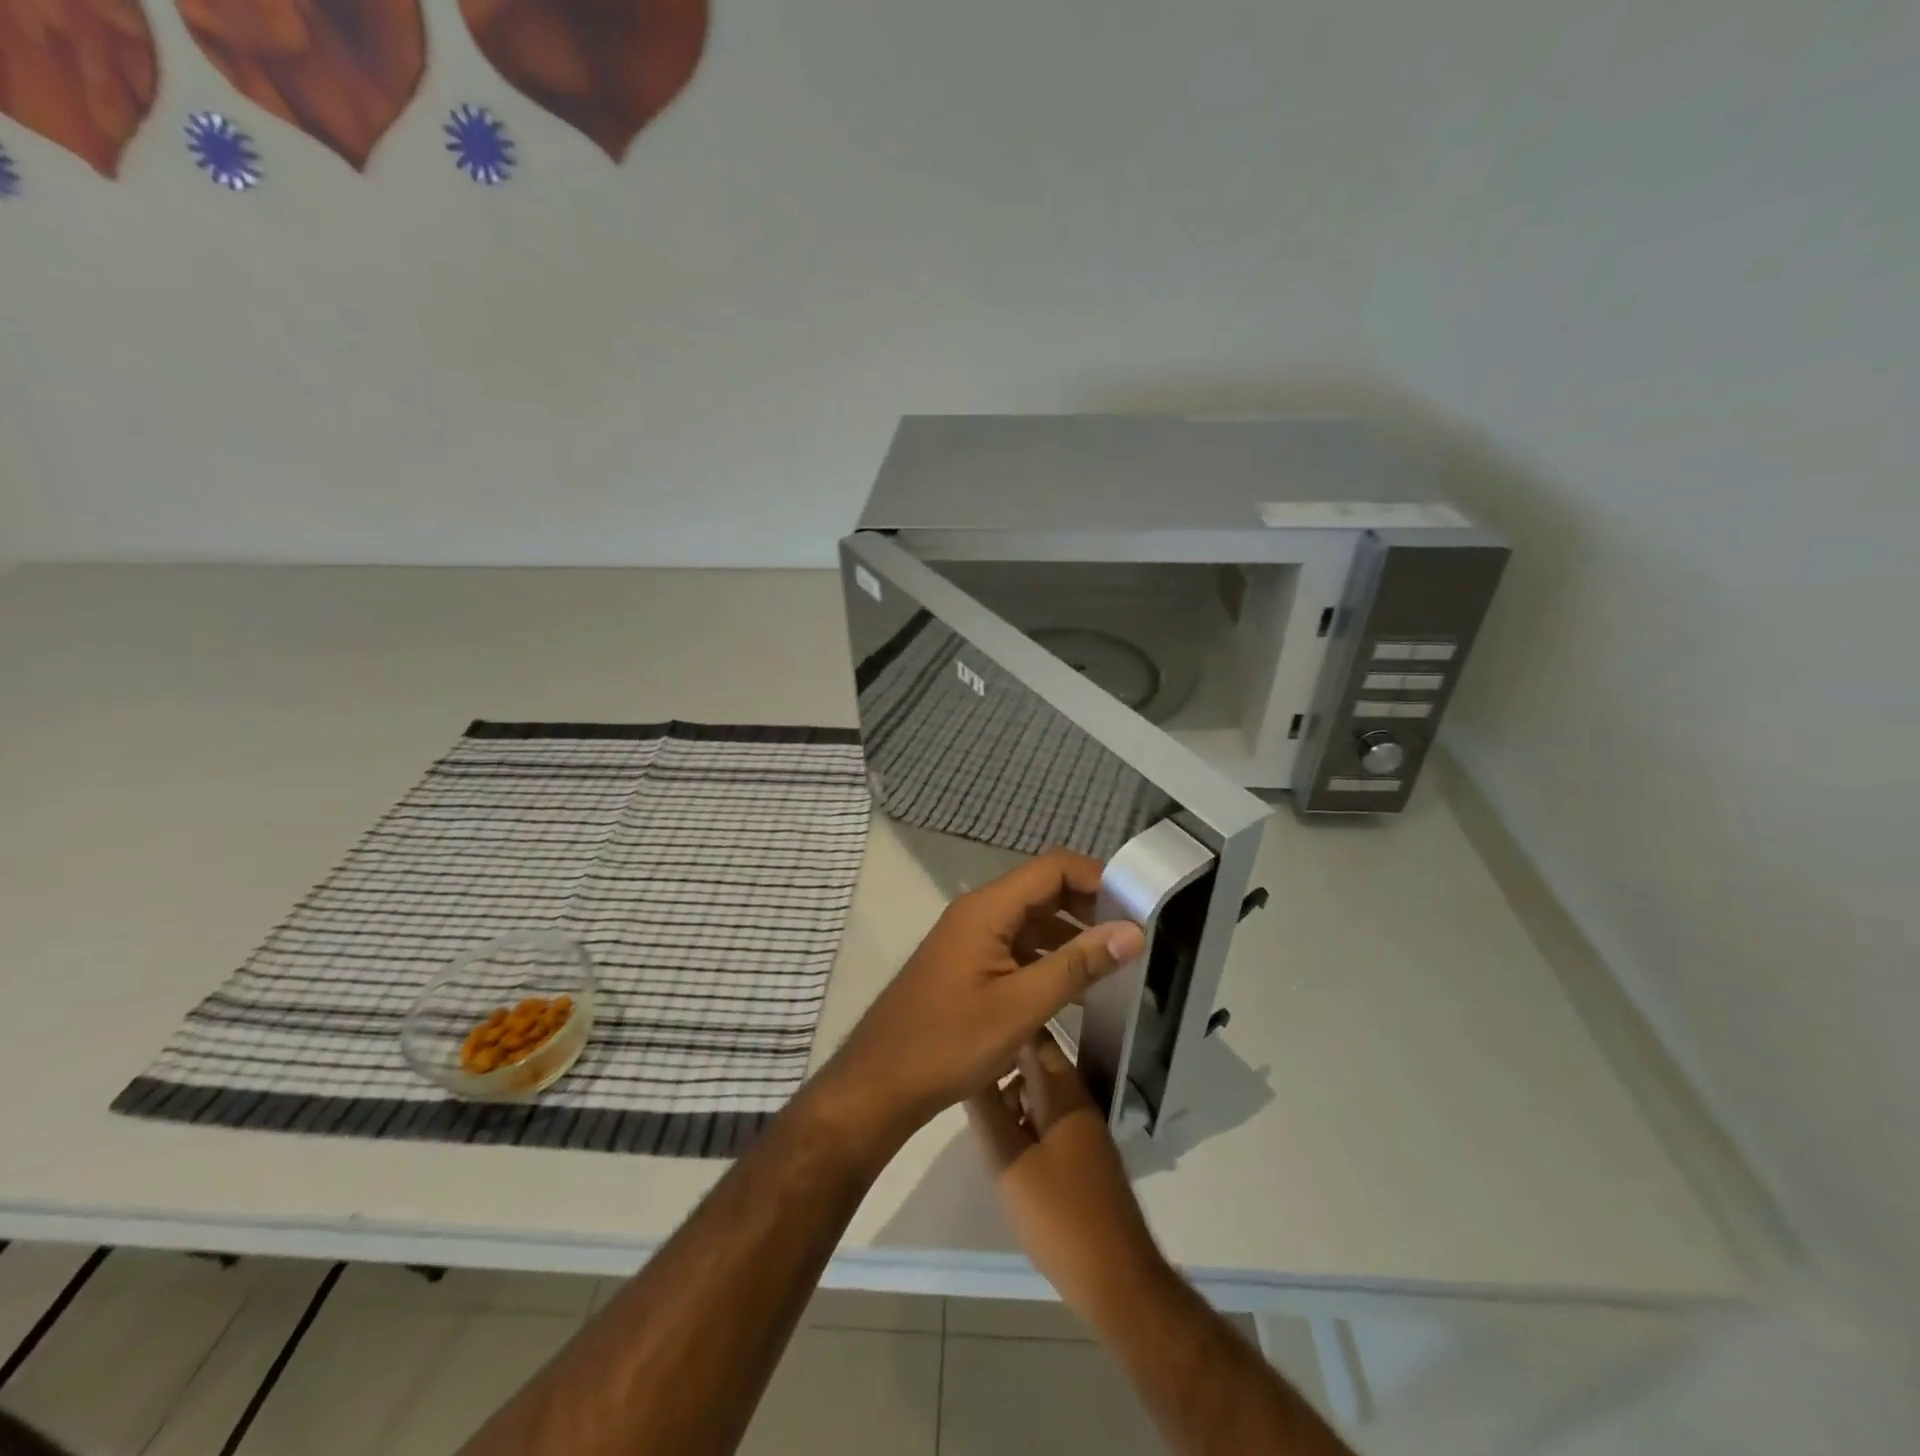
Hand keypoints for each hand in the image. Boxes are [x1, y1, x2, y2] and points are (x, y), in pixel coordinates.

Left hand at [815, 850, 1145, 1154]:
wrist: (880, 1083)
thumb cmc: (949, 1042)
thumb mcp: (1021, 1007)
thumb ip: (1077, 966)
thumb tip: (1132, 932)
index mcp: (986, 909)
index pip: (1052, 867)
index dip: (1096, 878)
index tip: (1137, 906)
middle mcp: (978, 913)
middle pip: (1042, 889)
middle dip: (1088, 907)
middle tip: (1132, 938)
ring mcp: (970, 939)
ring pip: (1032, 921)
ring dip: (1071, 936)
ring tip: (1115, 967)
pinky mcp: (968, 965)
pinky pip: (1017, 947)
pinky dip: (1049, 959)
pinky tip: (1077, 992)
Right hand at [966, 1029, 1166, 1327]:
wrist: (1116, 1279)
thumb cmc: (1058, 1215)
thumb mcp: (1009, 1161)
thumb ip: (986, 1110)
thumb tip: (970, 1067)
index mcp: (1063, 1091)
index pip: (1035, 1036)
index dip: (1004, 1026)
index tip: (970, 1027)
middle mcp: (1077, 1100)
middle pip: (1037, 1062)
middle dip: (1002, 1064)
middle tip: (965, 1077)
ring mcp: (1084, 1129)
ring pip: (1041, 1093)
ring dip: (1012, 1096)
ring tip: (981, 1117)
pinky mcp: (1084, 1156)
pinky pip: (1048, 1119)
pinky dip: (1025, 1121)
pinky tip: (1006, 1148)